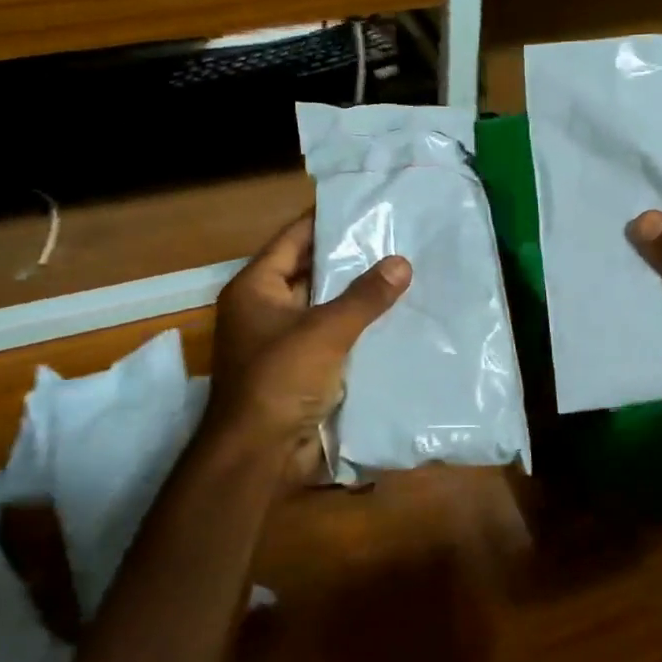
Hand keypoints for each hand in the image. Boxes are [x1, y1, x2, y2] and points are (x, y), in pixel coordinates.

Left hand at [204, 213, 411, 484]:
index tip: (366, 207)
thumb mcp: (325, 331)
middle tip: (396, 240)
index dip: (326, 221)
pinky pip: (335, 338)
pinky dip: (359, 329)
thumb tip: (401, 262)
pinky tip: (396, 320)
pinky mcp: (303, 369)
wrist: (260, 454)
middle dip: (350, 260)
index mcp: (256, 288)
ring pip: (326, 307)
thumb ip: (365, 296)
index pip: (293, 239)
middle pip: (311, 272)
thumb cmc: (280, 380)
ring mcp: (284, 341)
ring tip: (405, 274)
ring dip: (358, 297)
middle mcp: (266, 309)